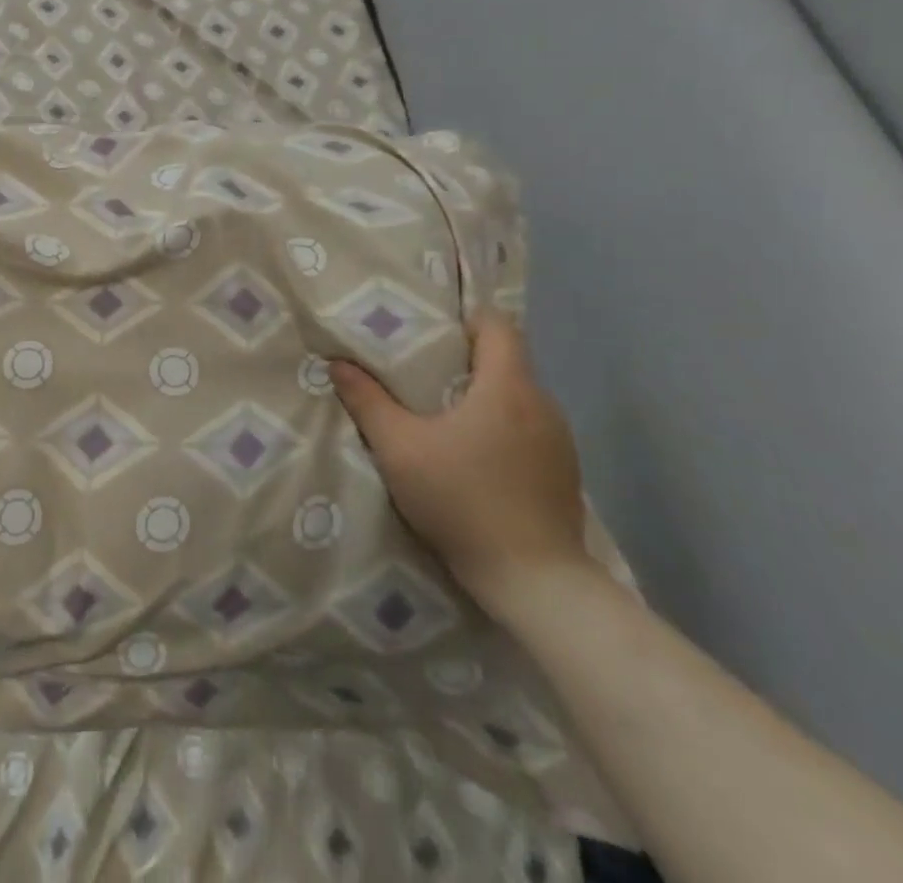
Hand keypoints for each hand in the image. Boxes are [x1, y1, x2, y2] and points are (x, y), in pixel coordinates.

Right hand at [330, 315, 592, 615]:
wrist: (535, 583)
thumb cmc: (463, 501)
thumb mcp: (398, 448)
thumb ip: (367, 401)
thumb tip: (338, 363)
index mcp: (508, 387)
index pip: (498, 325)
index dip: (463, 320)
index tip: (428, 333)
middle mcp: (543, 404)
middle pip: (505, 360)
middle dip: (464, 359)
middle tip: (419, 371)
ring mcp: (560, 441)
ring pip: (517, 397)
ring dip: (483, 397)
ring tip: (442, 414)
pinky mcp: (564, 473)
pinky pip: (529, 428)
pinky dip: (500, 427)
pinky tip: (474, 456)